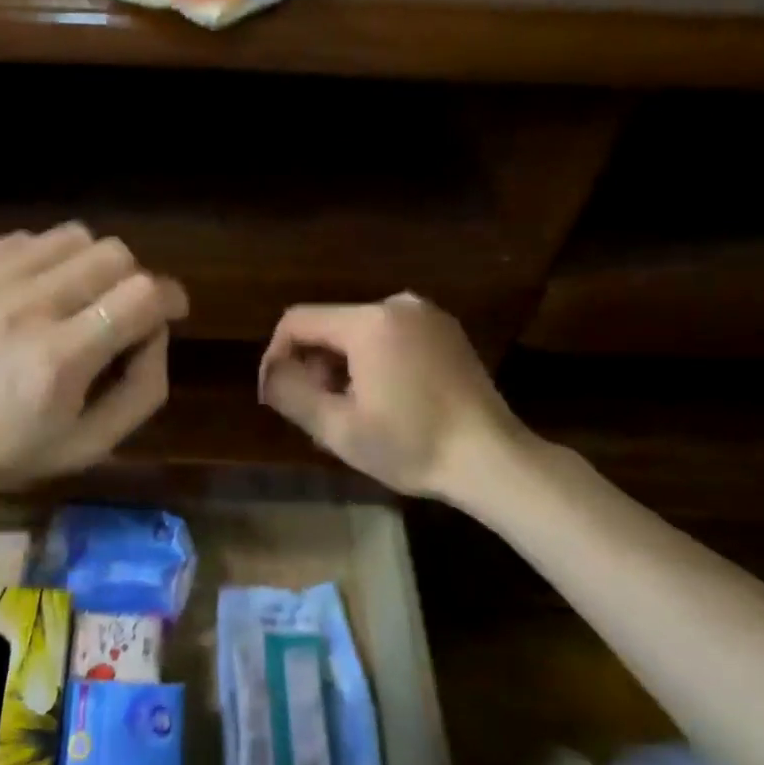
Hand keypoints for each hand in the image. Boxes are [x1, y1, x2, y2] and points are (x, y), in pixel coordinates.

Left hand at [0, 224, 187, 494]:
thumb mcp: (86, 447)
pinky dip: (45, 262)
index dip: (170, 296)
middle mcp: (25, 307)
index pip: (142, 295)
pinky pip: (27, 240)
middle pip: (113, 254)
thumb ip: (141, 392)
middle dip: (133, 280)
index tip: (170, 310)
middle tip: (119, 310)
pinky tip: (29, 295)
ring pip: (73, 237)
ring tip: (74, 298)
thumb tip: (158, 333)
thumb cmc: (1, 451)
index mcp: (59, 360)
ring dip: (90, 265)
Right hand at [258, 293, 532, 503]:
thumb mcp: (338, 428)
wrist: (493, 459)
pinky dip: (372, 360)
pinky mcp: (446, 331)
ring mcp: (427, 316)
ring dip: (341, 365)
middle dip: (313, 364)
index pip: (298, 321)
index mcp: (369, 322)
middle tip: (317, 410)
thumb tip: (270, 373)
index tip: (275, 393)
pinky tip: (383, 398)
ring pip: (358, 331)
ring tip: (350, 410)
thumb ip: (291, 393)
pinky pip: (389, 336)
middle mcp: (397, 305)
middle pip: (330, 325)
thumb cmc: (412, 446)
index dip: (276, 355)